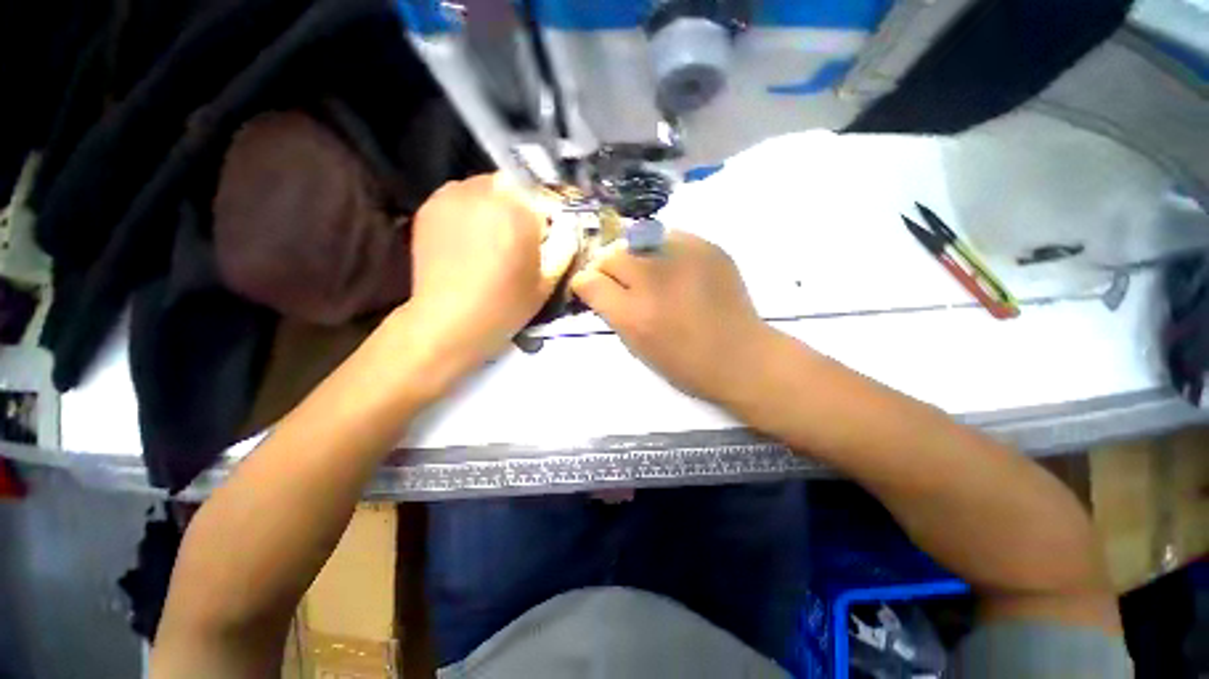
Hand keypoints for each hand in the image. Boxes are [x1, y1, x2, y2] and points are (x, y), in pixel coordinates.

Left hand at [394, 173, 576, 380]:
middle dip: (519, 205)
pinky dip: (469, 211)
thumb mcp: (547, 281)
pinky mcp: (428, 208)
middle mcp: (483, 193)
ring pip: (483, 188)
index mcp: (517, 211)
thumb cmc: (505, 305)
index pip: (541, 193)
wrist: (449, 321)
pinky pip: (458, 197)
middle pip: (511, 185)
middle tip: (518, 235)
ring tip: (491, 236)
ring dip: (493, 205)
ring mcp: (450, 197)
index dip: (545, 213)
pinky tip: (468, 238)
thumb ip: (561, 248)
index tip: (544, 233)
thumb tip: (564, 230)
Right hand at [571, 231, 773, 404]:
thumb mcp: (637, 347)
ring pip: (637, 239)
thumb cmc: (686, 364)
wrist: (741, 356)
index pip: (589, 281)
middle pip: (610, 254)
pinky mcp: (707, 246)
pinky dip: (662, 251)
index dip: (585, 284)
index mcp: (634, 315)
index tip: (591, 290)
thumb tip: (600, 286)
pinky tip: (674, 268)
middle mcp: (654, 280)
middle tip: (619, 281)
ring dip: (634, 256)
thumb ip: (613, 313)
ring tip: (648, 273)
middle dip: (607, 268)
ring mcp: (683, 257)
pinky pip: (669, 236)